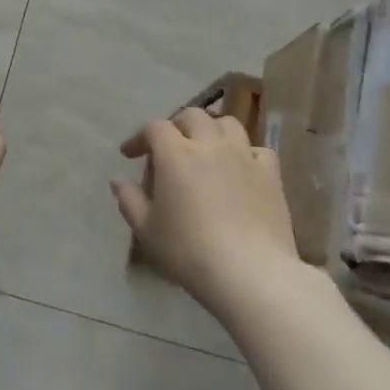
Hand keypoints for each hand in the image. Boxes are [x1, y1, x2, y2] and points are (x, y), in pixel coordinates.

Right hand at [112, 107, 300, 318]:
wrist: (250, 273)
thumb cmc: (189, 251)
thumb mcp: (147, 230)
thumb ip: (129, 200)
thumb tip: (119, 181)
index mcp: (176, 154)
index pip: (155, 128)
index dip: (140, 138)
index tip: (130, 155)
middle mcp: (210, 145)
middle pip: (193, 116)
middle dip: (176, 126)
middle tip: (169, 148)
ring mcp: (244, 156)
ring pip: (227, 124)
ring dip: (212, 131)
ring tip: (206, 149)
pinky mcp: (270, 174)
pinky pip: (257, 149)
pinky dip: (245, 152)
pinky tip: (241, 169)